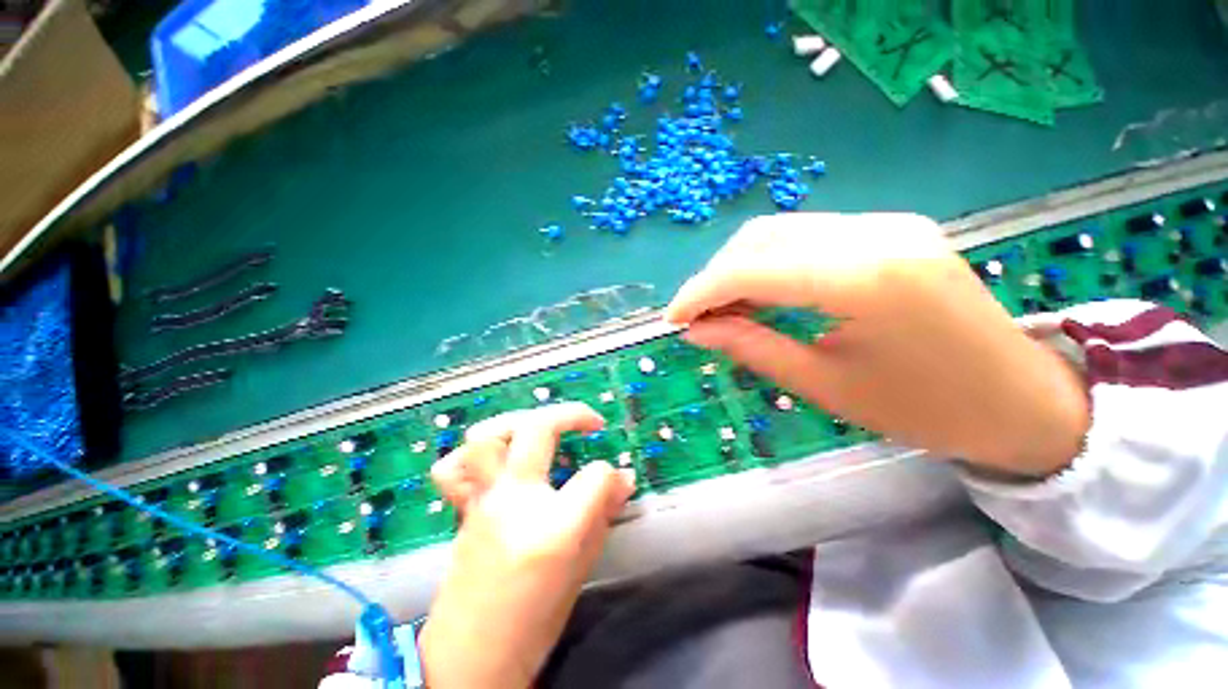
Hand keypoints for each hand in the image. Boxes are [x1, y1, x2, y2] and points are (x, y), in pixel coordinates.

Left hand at [420, 403, 635, 688]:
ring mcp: (482, 501)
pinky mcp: (462, 507)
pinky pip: (453, 467)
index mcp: (552, 528)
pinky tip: (496, 458)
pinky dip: (474, 453)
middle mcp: (513, 503)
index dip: (610, 474)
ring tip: (540, 429)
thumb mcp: (583, 568)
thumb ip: (603, 515)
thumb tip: (623, 478)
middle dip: (570, 414)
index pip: (594, 475)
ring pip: (487, 436)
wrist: (471, 659)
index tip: (615, 480)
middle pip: (538, 429)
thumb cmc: (536, 621)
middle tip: (589, 422)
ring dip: (519, 421)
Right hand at [664, 213, 1088, 476]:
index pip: (751, 269)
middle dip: (715, 278)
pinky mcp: (890, 228)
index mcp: (864, 279)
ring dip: (739, 269)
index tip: (672, 319)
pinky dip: (769, 264)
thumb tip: (695, 331)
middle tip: (697, 318)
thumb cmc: (925, 410)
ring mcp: (886, 223)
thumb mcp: (823, 385)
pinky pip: (807, 237)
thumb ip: (750, 347)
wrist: (1021, 400)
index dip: (700, 292)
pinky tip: (761, 294)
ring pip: (779, 233)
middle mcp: (875, 233)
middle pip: (761, 239)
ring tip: (723, 309)